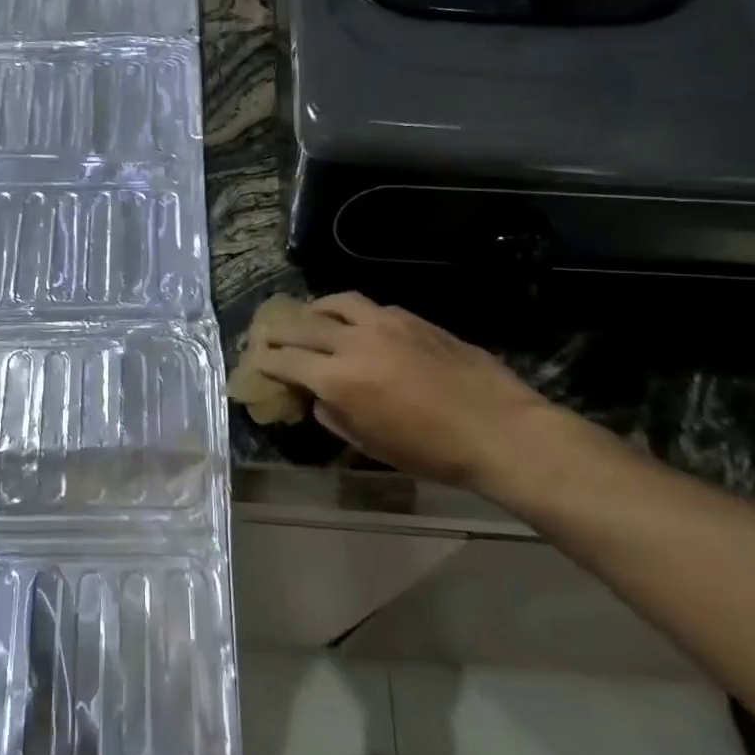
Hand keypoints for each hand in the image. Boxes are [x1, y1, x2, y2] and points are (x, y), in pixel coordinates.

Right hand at [257, 293, 560, 487]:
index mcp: (339, 379)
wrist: (499, 430)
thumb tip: (318, 396)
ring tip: (308, 317)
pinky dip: (349, 312)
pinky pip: (368, 306)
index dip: (265, 361)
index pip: (286, 361)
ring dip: (313, 310)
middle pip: (302, 326)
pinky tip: (354, 324)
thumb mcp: (370, 444)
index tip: (254, 362)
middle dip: (278, 331)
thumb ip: (334, 415)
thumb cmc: (432, 451)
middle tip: (267, 335)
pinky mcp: (411, 318)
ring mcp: (384, 323)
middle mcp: (354, 342)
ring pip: (335, 303)